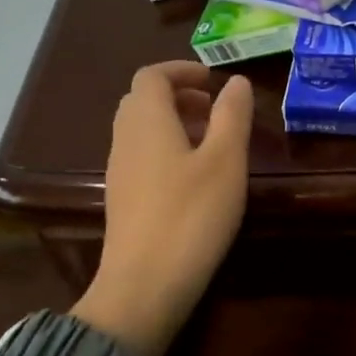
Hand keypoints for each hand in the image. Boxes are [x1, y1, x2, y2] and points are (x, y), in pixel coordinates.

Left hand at [71, 61, 253, 355]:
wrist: (144, 285)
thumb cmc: (191, 216)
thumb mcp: (224, 162)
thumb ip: (232, 116)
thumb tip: (235, 81)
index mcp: (147, 121)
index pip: (152, 75)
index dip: (182, 70)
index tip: (213, 80)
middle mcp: (125, 139)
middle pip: (143, 100)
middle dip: (178, 95)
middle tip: (214, 108)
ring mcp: (119, 171)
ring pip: (141, 130)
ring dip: (173, 123)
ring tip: (210, 141)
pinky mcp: (122, 200)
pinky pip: (141, 156)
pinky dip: (165, 149)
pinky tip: (193, 177)